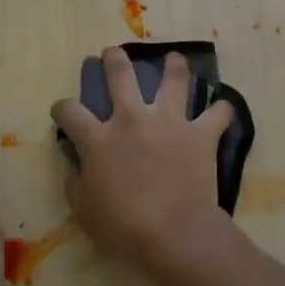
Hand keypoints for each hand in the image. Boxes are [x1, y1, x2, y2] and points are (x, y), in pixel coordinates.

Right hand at [50, 48, 234, 280]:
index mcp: (99, 138)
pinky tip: (222, 108)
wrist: (173, 232)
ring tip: (174, 59)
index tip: (62, 111)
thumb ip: (75, 179)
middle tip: (113, 53)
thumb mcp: (83, 208)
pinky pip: (217, 113)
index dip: (62, 108)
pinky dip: (221, 110)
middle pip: (120, 74)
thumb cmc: (122, 226)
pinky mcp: (200, 133)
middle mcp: (132, 118)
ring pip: (174, 78)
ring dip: (174, 65)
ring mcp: (169, 121)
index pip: (70, 111)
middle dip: (114, 59)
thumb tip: (75, 161)